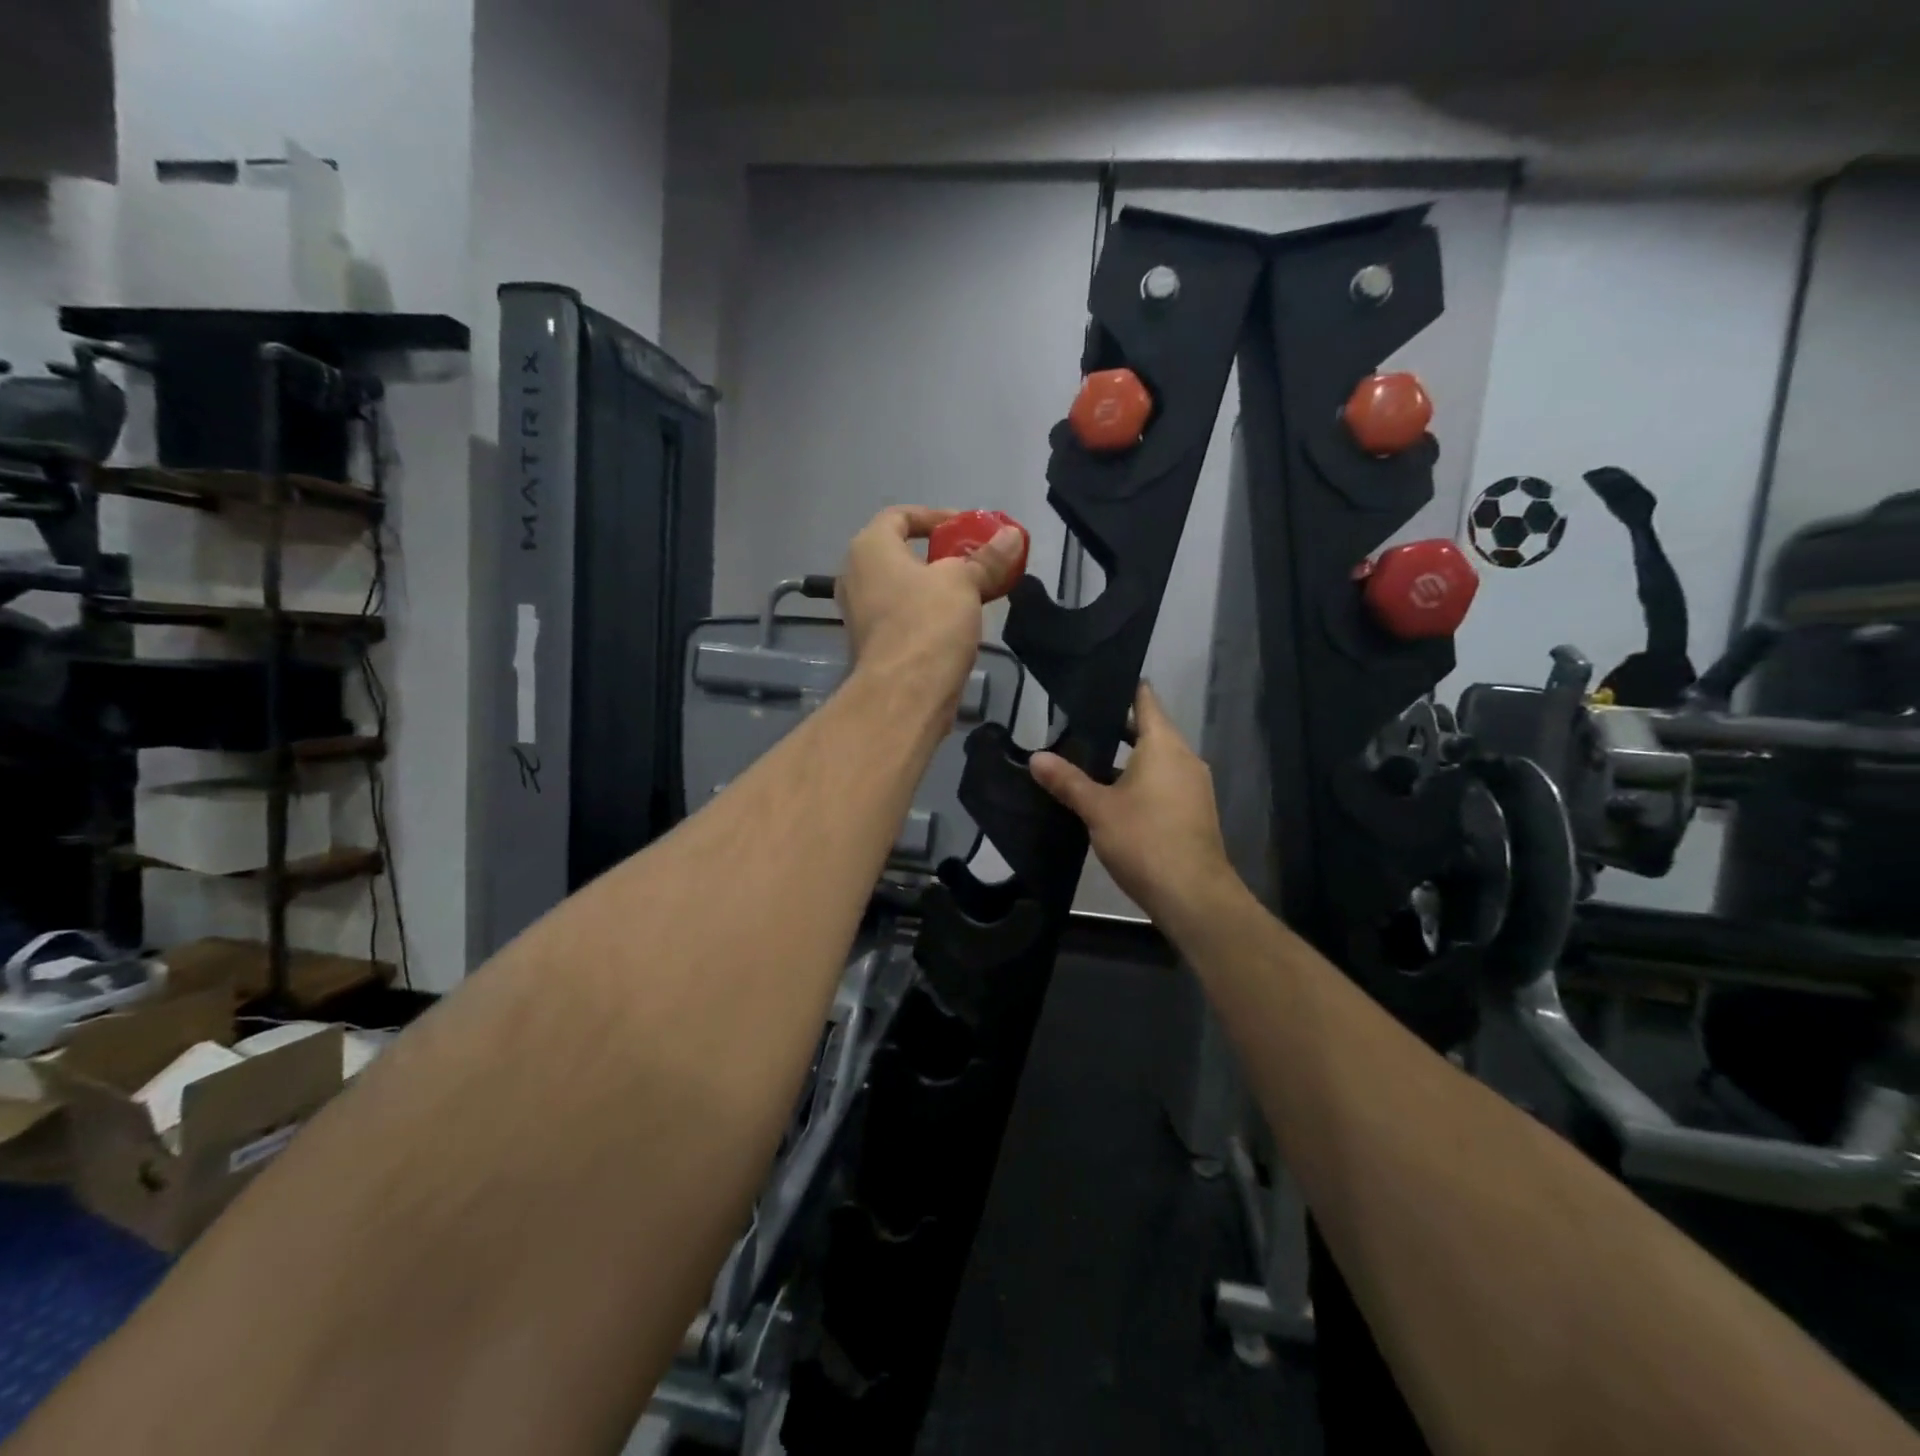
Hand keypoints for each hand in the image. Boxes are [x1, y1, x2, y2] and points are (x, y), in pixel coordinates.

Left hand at [836, 505, 1024, 700]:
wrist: (903, 695)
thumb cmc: (927, 623)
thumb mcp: (964, 582)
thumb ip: (987, 558)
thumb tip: (1013, 535)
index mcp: (869, 549)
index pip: (899, 516)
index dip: (936, 517)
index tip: (968, 528)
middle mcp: (856, 577)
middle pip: (903, 554)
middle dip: (942, 556)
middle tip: (977, 561)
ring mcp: (861, 615)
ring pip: (905, 589)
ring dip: (939, 588)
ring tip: (977, 592)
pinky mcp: (874, 646)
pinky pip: (905, 617)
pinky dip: (930, 614)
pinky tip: (960, 623)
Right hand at [1029, 684, 1234, 925]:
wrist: (1193, 895)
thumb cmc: (1145, 840)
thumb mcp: (1098, 808)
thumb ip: (1067, 781)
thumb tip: (1035, 757)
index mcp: (1164, 745)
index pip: (1144, 699)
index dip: (1122, 687)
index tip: (1095, 683)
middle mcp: (1184, 757)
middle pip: (1150, 729)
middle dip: (1116, 727)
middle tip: (1076, 725)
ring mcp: (1193, 785)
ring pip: (1156, 759)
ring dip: (1126, 757)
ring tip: (1087, 758)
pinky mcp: (1193, 811)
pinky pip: (1163, 782)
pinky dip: (1140, 780)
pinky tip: (1111, 795)